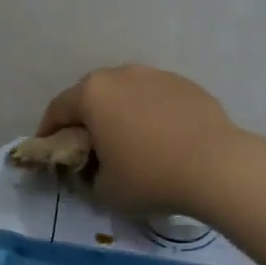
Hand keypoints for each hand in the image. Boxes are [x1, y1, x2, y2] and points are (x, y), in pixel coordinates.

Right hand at [37, 64, 243, 217]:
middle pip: (92, 95)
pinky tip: (161, 141)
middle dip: (85, 119)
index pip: (57, 110)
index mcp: (93, 94)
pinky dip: (150, 116)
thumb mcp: (104, 190)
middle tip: (87, 147)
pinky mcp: (188, 86)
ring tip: (128, 142)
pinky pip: (156, 100)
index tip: (48, 151)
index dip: (48, 132)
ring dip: (120, 114)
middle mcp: (122, 74)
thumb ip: (88, 175)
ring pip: (127, 94)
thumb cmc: (149, 177)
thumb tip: (94, 168)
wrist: (218, 167)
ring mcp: (157, 76)